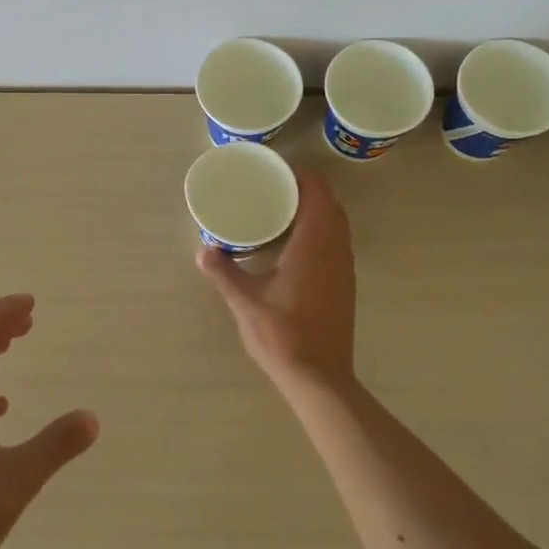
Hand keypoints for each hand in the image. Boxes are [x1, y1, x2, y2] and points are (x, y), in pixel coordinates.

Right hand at [198, 171, 356, 390]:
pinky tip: (294, 245)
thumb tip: (204, 250)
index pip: (317, 192)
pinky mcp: (345, 284)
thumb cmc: (282, 334)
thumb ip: (224, 272)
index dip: (300, 175)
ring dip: (316, 210)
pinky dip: (320, 231)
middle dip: (306, 190)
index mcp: (314, 244)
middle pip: (330, 204)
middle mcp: (335, 250)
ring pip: (337, 224)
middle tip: (273, 188)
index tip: (275, 170)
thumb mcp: (245, 302)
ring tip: (281, 211)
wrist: (319, 377)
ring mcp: (344, 268)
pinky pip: (337, 242)